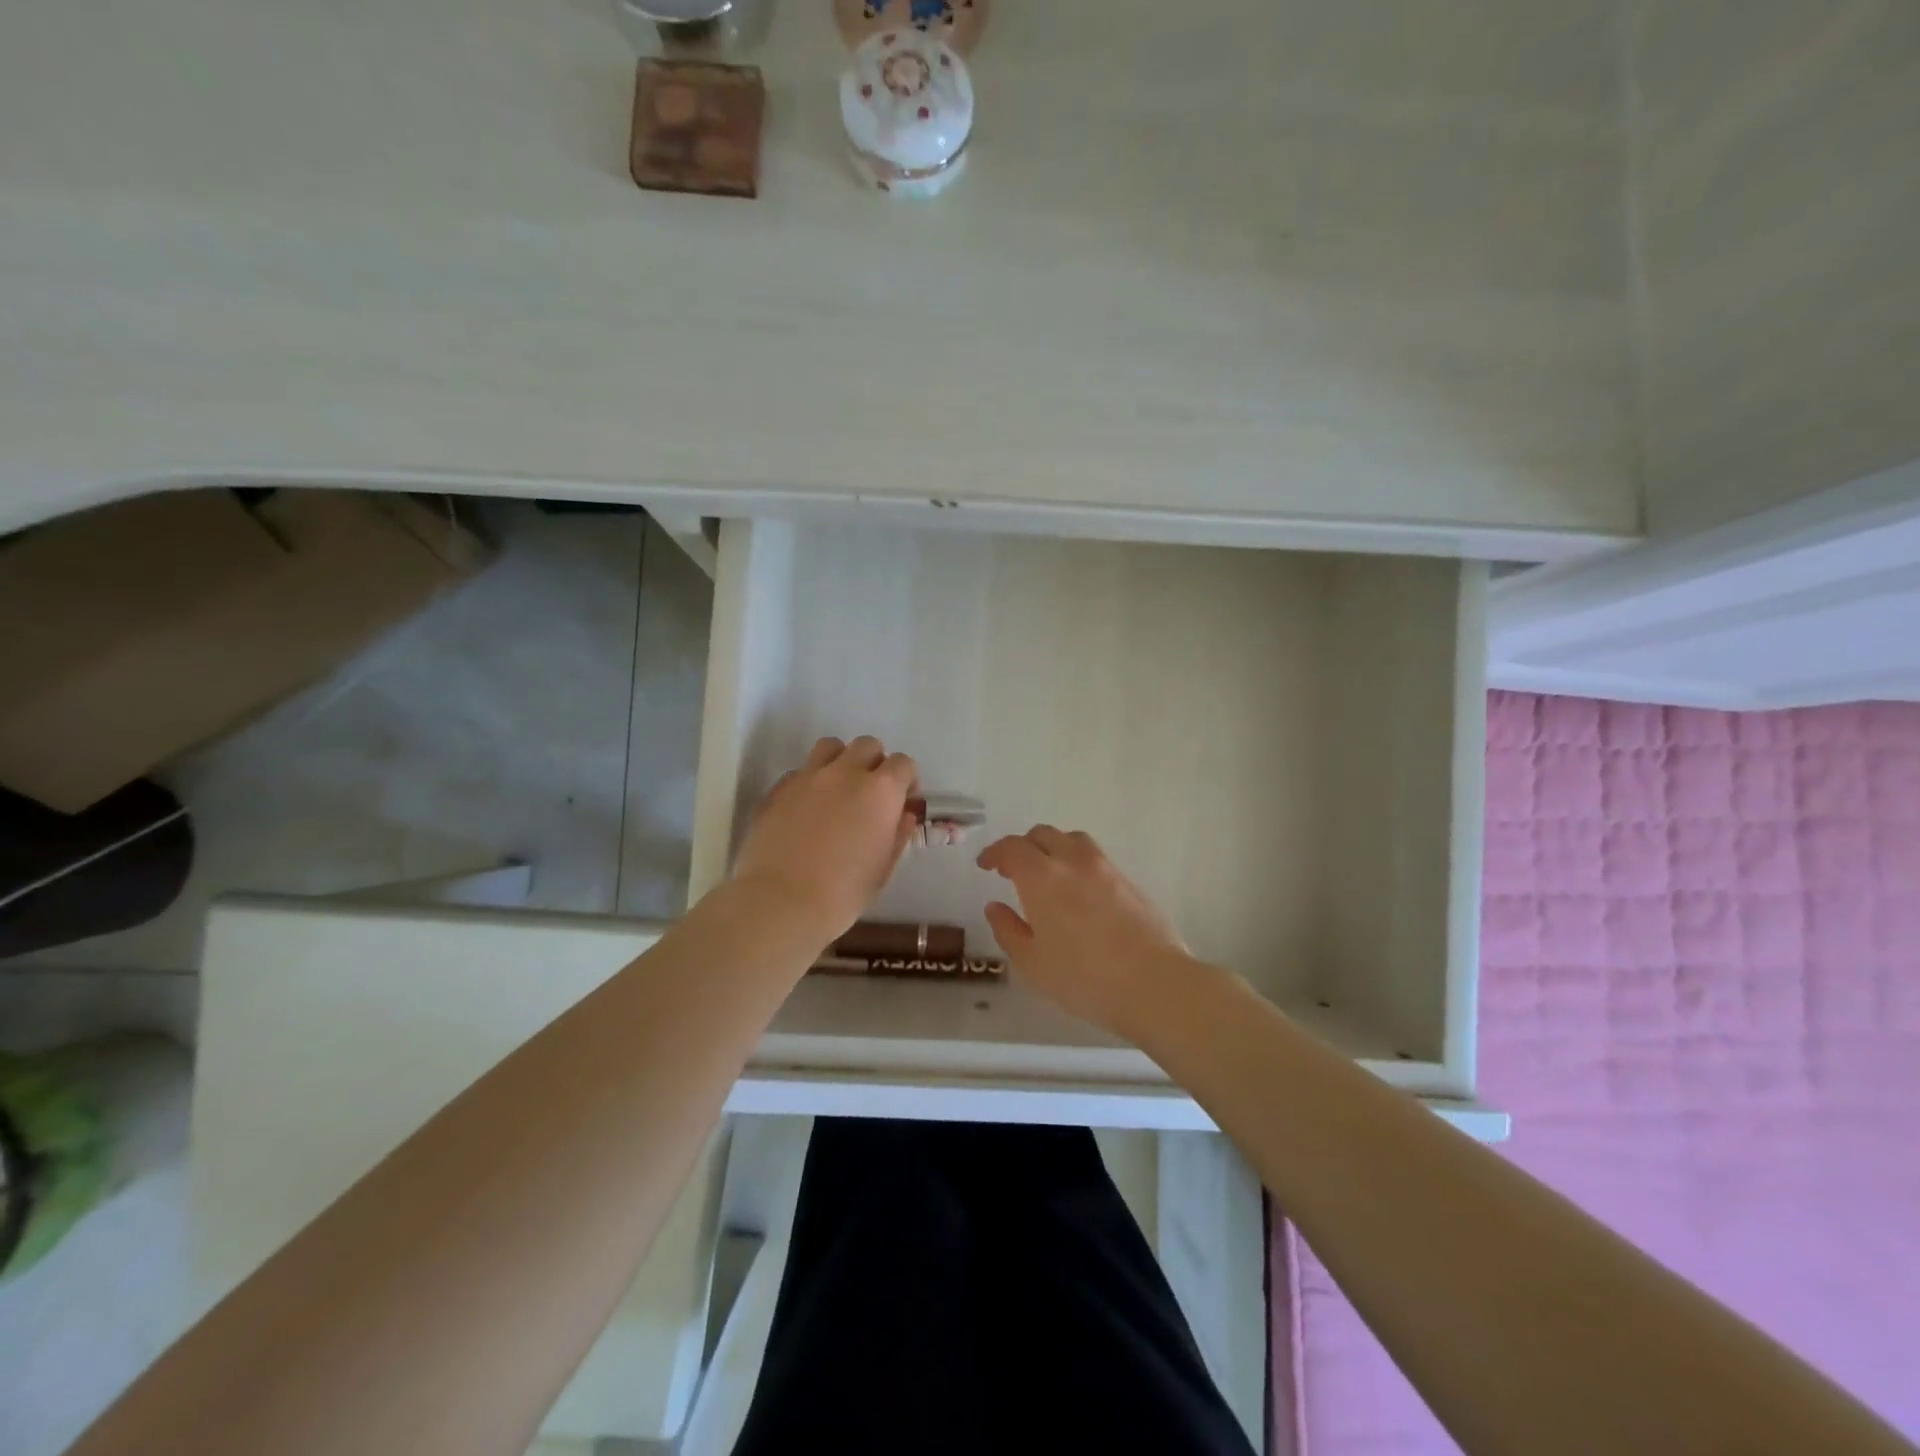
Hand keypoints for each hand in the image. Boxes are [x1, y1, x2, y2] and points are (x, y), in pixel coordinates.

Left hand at [732, 736, 918, 940]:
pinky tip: (806, 809)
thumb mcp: (883, 868)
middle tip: (871, 793)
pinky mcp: (778, 789)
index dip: (907, 780)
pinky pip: (800, 772)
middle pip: (867, 745)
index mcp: (881, 791)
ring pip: (830, 747)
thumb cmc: (843, 892)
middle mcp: (846, 773)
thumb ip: (897, 834)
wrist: (781, 901)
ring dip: (840, 761)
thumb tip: (903, 814)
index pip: (903, 764)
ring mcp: (808, 777)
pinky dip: (809, 782)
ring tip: (838, 789)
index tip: (904, 800)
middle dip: (875, 762)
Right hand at [977, 826, 1191, 1038]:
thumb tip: (995, 907)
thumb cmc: (1083, 978)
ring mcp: (1105, 868)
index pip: (1012, 848)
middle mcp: (1072, 861)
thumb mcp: (1032, 963)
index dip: (995, 852)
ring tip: (1048, 874)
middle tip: (1012, 870)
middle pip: (1043, 835)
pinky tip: (1079, 892)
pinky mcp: (1129, 881)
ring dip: (1053, 848)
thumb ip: (1008, 930)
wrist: (1154, 983)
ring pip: (1072, 840)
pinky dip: (1077, 863)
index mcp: (1041, 876)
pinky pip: (1095, 858)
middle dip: (1023, 847)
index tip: (985, 865)